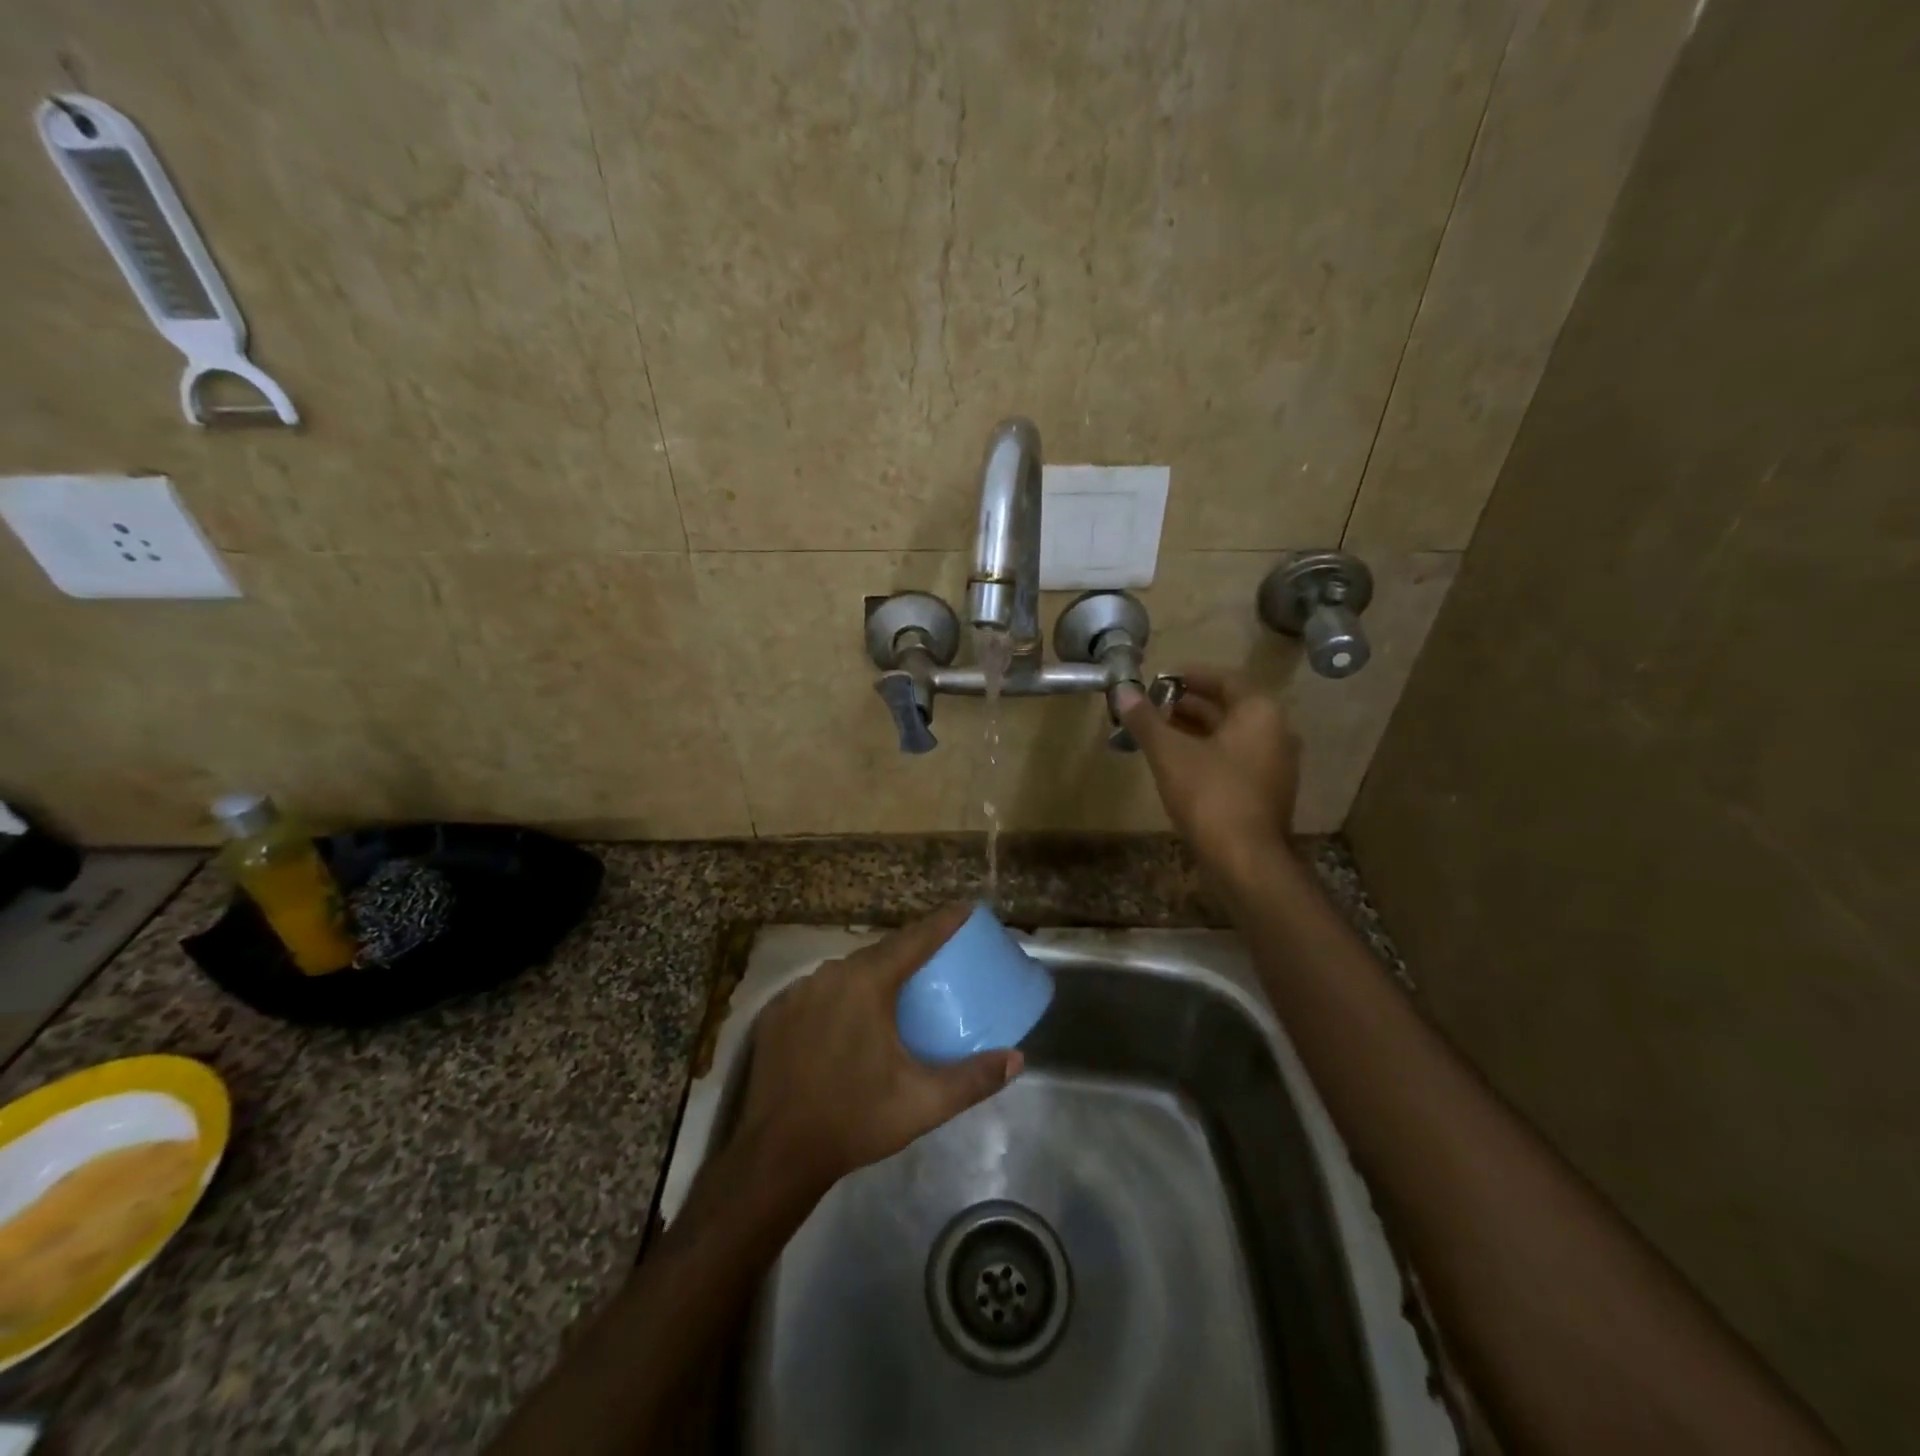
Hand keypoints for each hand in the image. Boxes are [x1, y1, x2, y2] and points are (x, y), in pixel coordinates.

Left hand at [735, 905, 1021, 1195]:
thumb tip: (1017, 1059)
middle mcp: (830, 975)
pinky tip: (845, 1019)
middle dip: (908, 951)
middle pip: (878, 953)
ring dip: (871, 975)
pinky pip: (816, 992)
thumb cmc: (855, 1120)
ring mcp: (797, 992)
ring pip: (845, 972)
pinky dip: (837, 997)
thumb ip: (973, 1079)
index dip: (943, 922)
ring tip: (893, 990)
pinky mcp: (775, 1014)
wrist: (777, 1155)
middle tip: (935, 958)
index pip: (914, 940)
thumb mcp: (923, 1103)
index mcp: (868, 984)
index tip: (965, 909)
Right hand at [1116, 666, 1300, 877]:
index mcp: (1260, 712)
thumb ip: (1146, 719)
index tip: (1159, 679)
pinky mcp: (1265, 792)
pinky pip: (1233, 758)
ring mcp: (1273, 764)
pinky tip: (1175, 763)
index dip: (1189, 676)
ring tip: (1155, 732)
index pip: (1225, 679)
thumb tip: (1123, 689)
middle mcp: (1275, 732)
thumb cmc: (1210, 795)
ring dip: (1194, 730)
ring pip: (1229, 735)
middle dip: (1187, 704)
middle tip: (1151, 706)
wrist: (1246, 860)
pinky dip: (1205, 753)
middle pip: (1227, 707)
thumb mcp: (1170, 753)